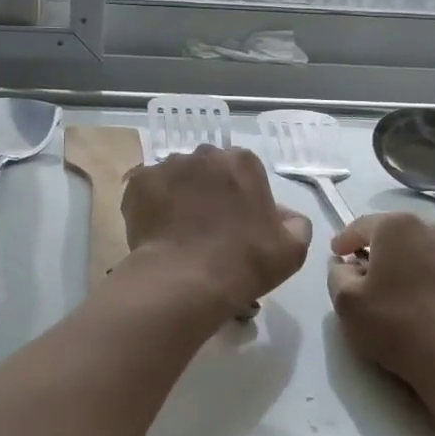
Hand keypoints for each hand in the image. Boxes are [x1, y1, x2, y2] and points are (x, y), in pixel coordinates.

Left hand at [122, 146, 311, 314]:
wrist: (186, 280)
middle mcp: (204, 155)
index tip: (238, 224)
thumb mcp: (291, 249)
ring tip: (179, 231)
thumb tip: (285, 215)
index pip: (244, 171)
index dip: (241, 197)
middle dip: (209, 191)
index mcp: (242, 162)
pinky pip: (147, 190)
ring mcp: (167, 166)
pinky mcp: (138, 183)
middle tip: (207, 226)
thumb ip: (295, 224)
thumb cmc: (244, 262)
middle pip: (208, 169)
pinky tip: (157, 230)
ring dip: (179, 195)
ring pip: (176, 177)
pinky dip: (151, 205)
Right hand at [327, 212, 434, 406]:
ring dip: (398, 266)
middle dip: (373, 251)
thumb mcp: (347, 302)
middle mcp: (431, 229)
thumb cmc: (399, 326)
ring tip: (386, 293)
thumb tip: (345, 265)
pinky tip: (413, 304)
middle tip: (358, 274)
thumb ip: (336, 275)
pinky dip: (419, 279)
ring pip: (415, 252)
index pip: (360, 226)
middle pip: (391, 235)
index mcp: (398, 226)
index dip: (344, 240)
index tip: (335, 255)